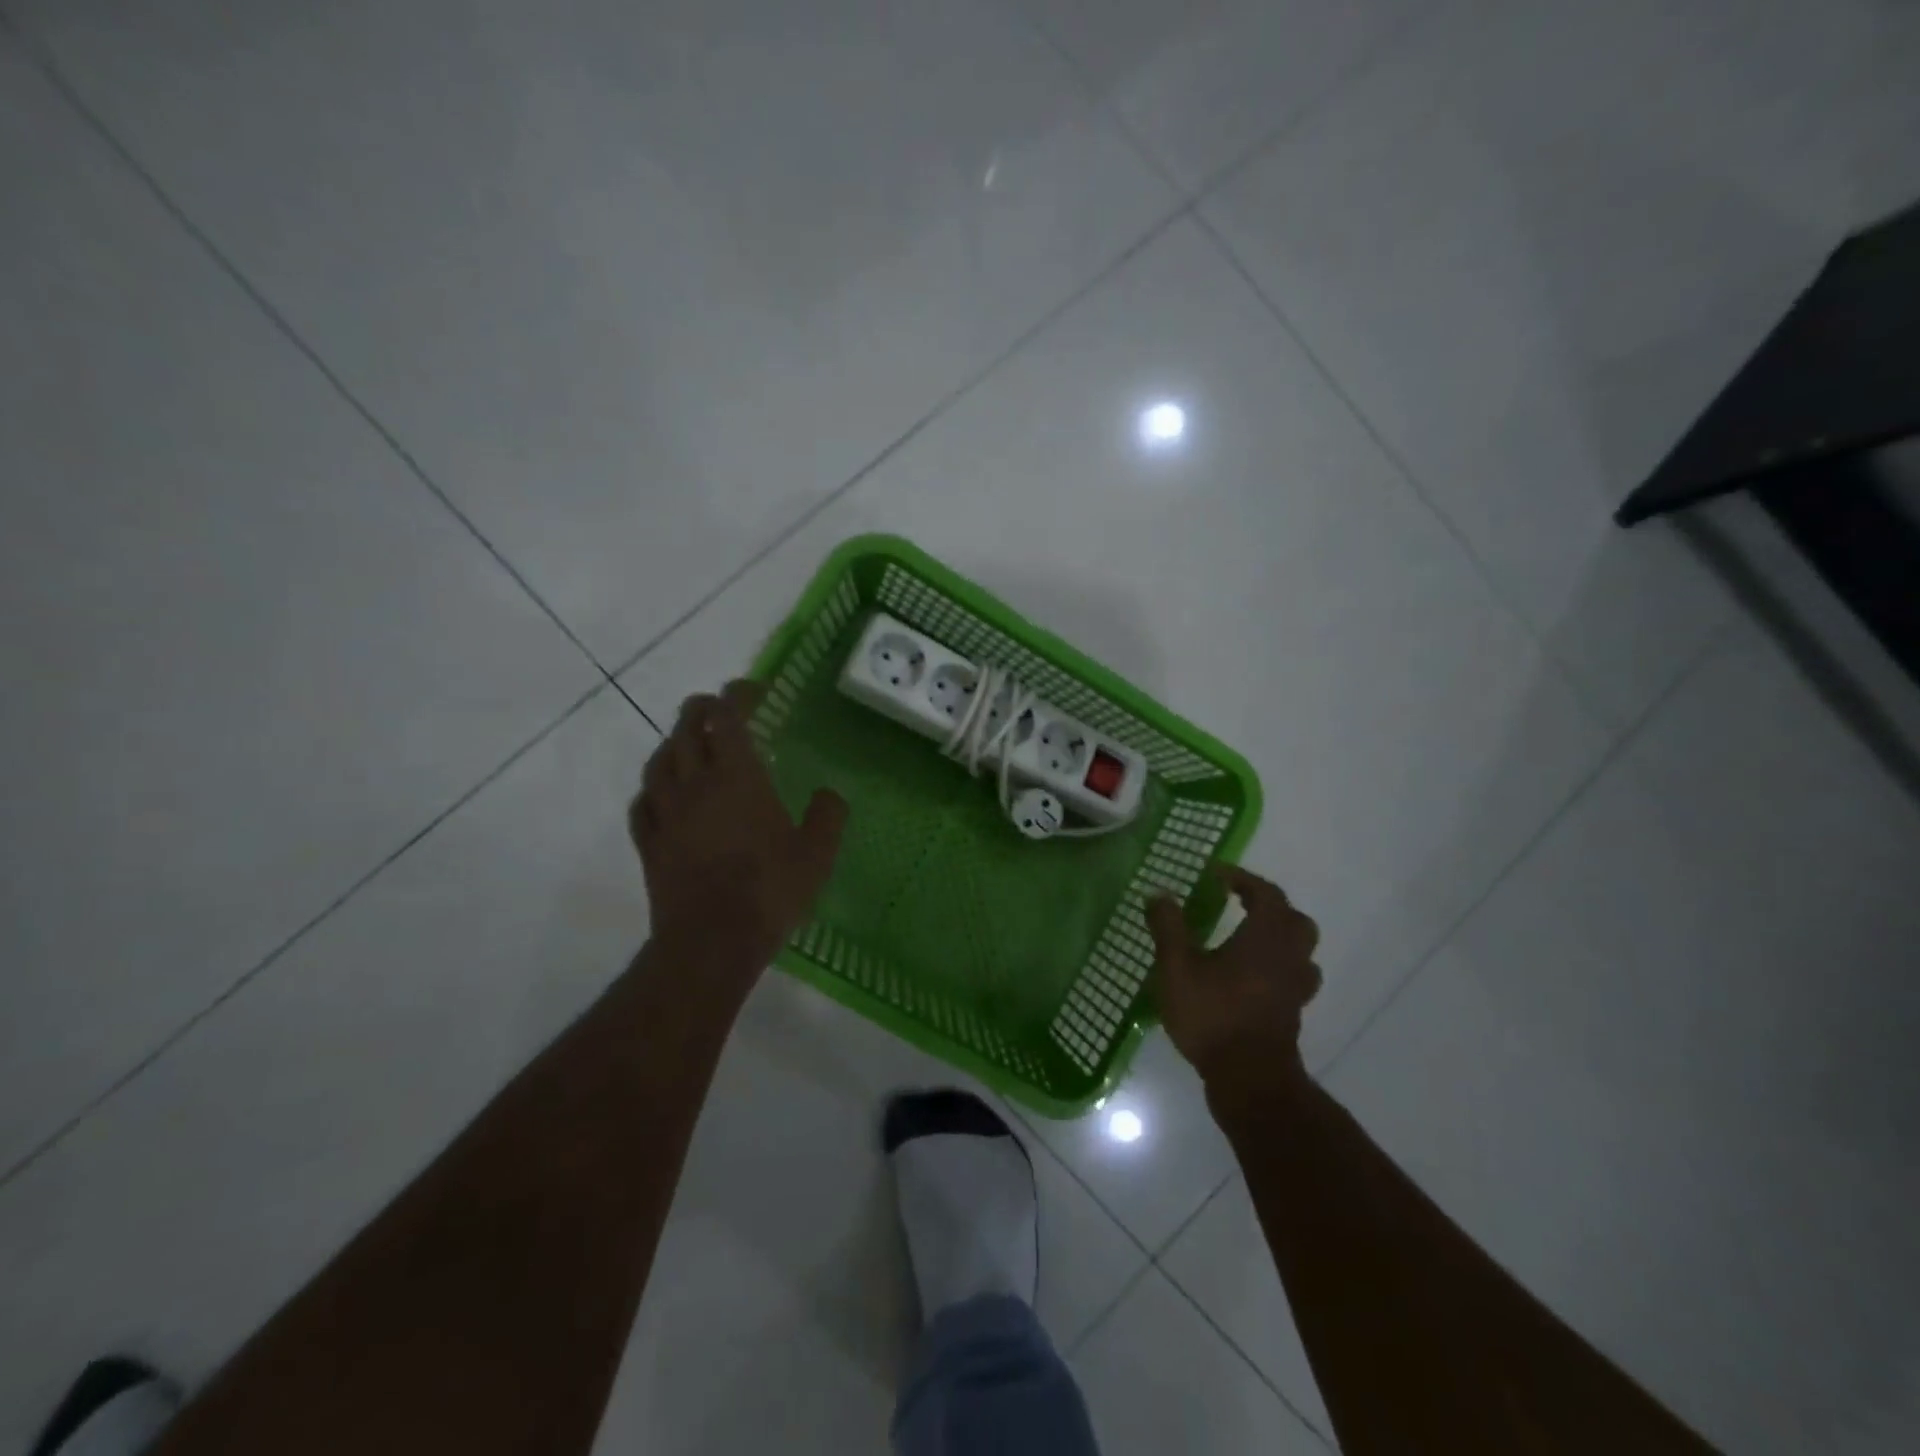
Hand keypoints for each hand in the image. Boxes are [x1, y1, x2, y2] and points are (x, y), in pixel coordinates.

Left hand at [631, 681, 848, 992]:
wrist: (710, 942)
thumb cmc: (769, 891)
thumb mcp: (817, 854)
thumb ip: (828, 817)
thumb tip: (830, 795)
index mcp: (737, 778)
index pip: (727, 719)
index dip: (736, 696)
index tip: (751, 689)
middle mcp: (695, 785)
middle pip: (686, 731)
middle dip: (699, 710)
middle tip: (714, 707)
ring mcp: (666, 814)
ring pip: (658, 762)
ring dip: (672, 744)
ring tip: (685, 743)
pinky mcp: (649, 844)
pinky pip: (642, 804)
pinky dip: (651, 789)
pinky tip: (659, 795)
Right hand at [1147, 866, 1321, 1110]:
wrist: (1249, 1079)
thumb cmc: (1213, 1015)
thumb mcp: (1177, 967)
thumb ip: (1168, 927)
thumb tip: (1159, 894)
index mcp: (1265, 937)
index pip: (1266, 894)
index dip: (1243, 879)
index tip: (1217, 874)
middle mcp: (1288, 957)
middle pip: (1294, 920)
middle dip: (1269, 906)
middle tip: (1240, 902)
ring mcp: (1294, 988)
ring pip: (1300, 952)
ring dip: (1279, 938)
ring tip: (1249, 939)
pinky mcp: (1292, 1014)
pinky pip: (1293, 979)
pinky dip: (1276, 968)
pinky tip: (1251, 978)